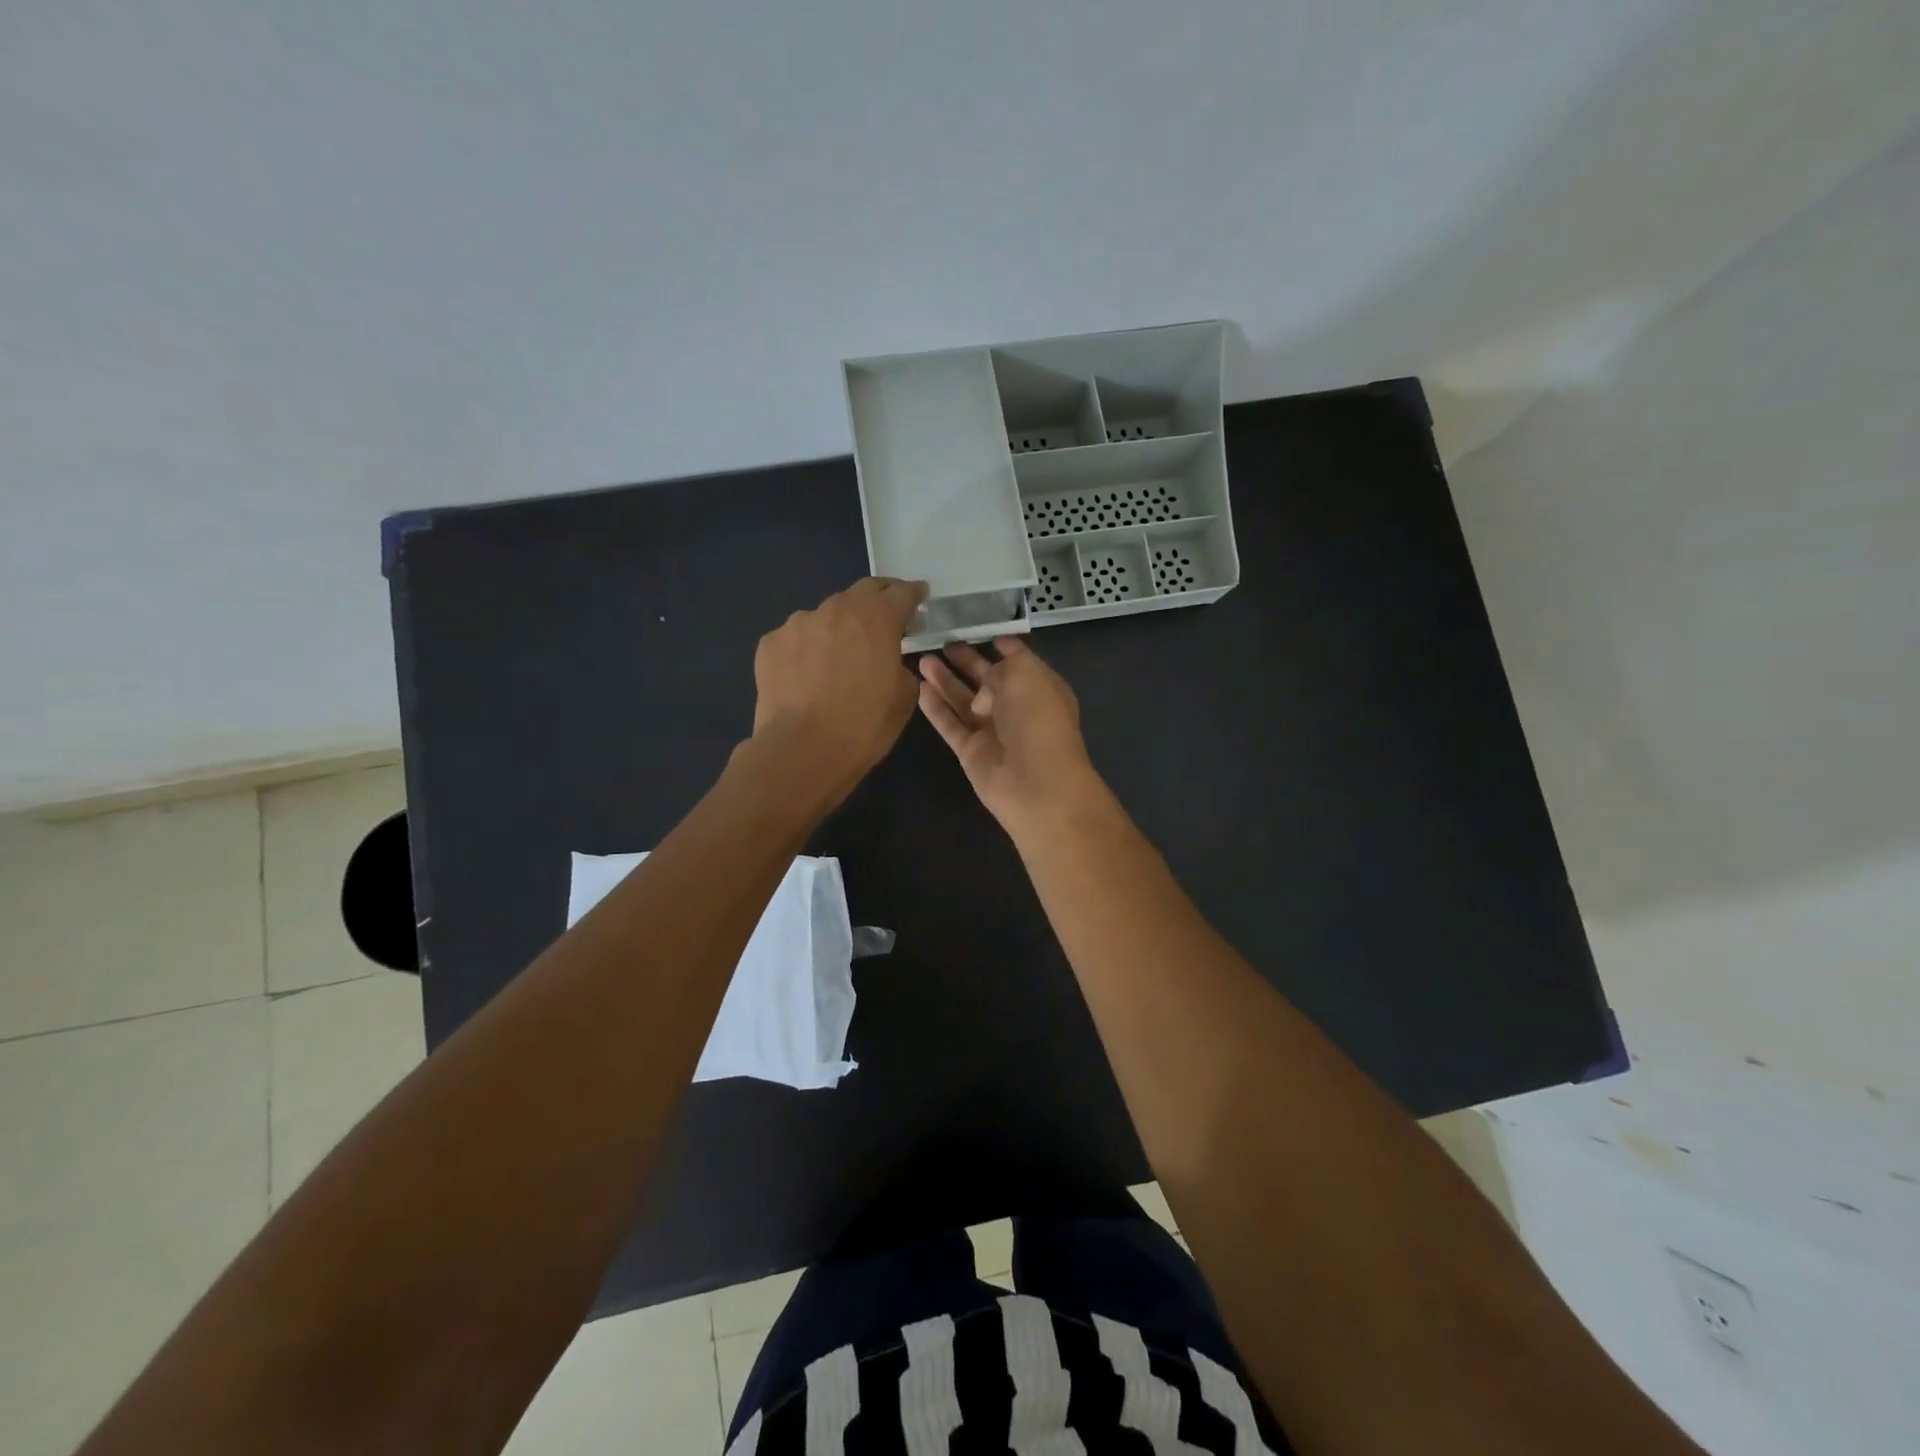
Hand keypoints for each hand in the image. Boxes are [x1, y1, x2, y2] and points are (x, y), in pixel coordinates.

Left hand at [751, 578, 927, 801]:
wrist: (801, 751)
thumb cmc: (863, 726)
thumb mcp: (904, 698)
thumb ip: (901, 667)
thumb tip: (889, 662)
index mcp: (877, 618)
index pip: (902, 592)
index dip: (914, 594)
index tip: (919, 597)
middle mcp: (836, 609)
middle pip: (863, 592)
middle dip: (878, 601)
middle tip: (884, 619)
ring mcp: (798, 623)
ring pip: (826, 617)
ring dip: (838, 629)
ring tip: (837, 660)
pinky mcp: (770, 643)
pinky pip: (796, 639)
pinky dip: (806, 650)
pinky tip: (806, 678)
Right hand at [917, 637, 1102, 834]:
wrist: (1036, 782)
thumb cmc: (1038, 719)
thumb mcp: (1025, 674)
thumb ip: (999, 668)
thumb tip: (981, 691)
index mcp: (1039, 686)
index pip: (1018, 660)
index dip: (1000, 645)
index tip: (978, 629)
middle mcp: (1016, 707)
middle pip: (986, 679)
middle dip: (966, 661)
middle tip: (942, 642)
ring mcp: (992, 731)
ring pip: (963, 700)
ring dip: (944, 680)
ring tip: (922, 659)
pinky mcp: (971, 752)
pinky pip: (950, 724)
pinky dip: (935, 708)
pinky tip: (918, 688)